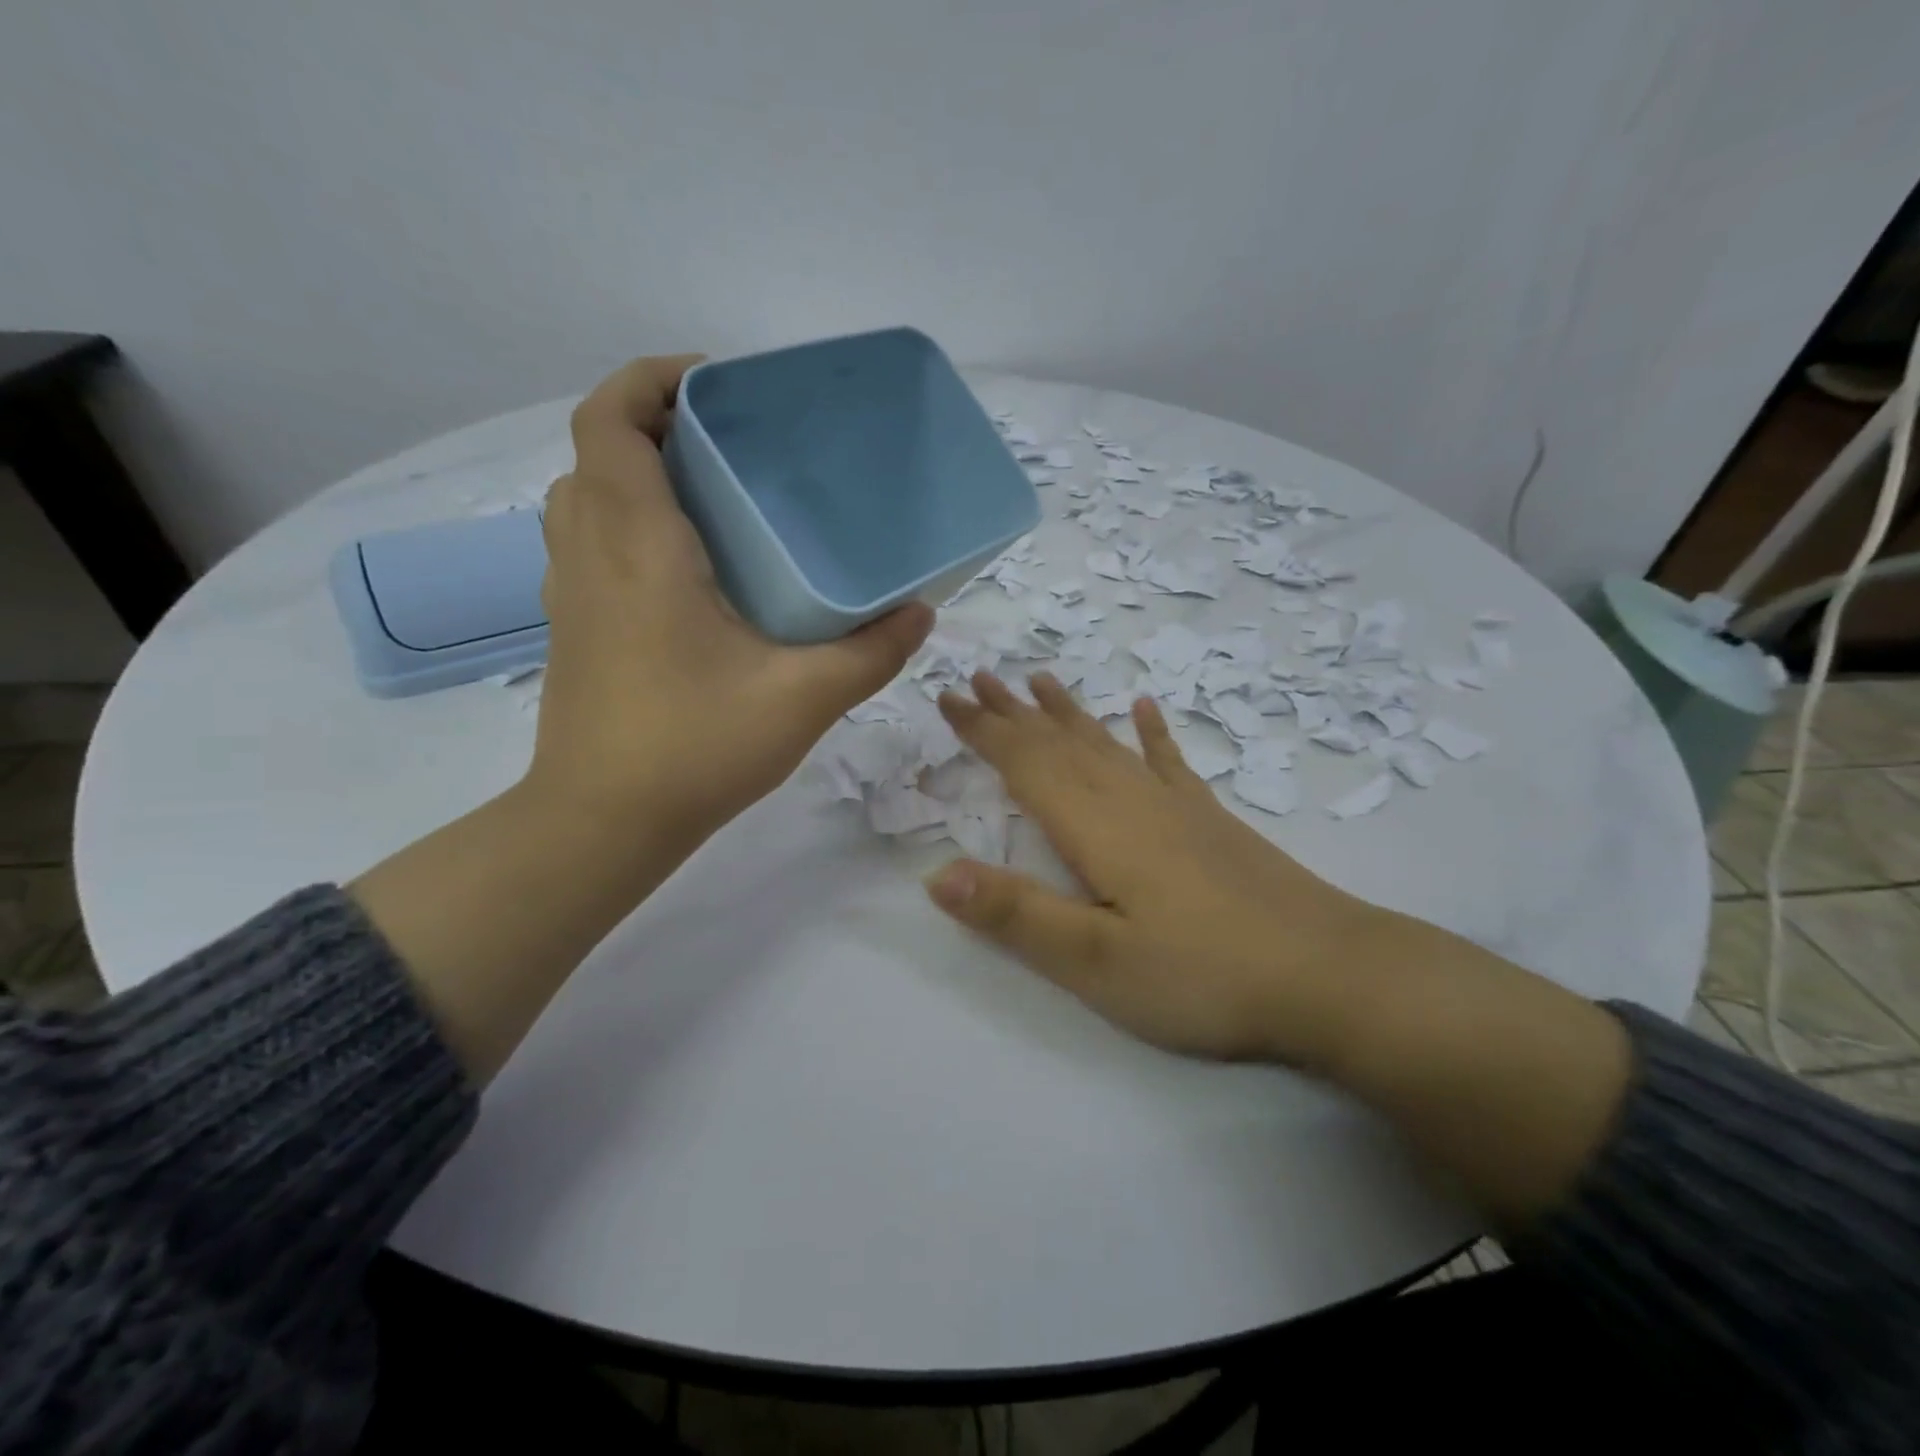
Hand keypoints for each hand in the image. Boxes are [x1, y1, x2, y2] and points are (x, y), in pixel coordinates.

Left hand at [529, 356, 934, 842]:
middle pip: (598, 450)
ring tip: (713, 497)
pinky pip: (590, 544)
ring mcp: (572, 593)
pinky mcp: (574, 629)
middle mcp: (591, 554)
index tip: (716, 383)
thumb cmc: (694, 749)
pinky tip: (692, 571)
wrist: (603, 823)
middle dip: (655, 423)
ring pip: (587, 498)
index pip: (610, 421)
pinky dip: (628, 525)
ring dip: (636, 474)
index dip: (650, 379)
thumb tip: (920, 614)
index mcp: (637, 547)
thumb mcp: (802, 699)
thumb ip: (870, 653)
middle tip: (732, 444)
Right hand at [925, 671, 1398, 1064]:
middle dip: (1012, 712)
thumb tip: (935, 875)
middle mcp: (1131, 801)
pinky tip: (1145, 708)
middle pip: (1060, 744)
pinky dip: (1151, 734)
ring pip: (1106, 744)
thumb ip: (1015, 915)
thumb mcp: (1096, 961)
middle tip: (976, 678)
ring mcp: (1177, 807)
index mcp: (1096, 827)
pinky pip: (1169, 763)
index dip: (982, 731)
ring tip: (1038, 680)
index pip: (1025, 764)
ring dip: (1066, 713)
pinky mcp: (1212, 822)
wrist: (1332, 976)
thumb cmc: (1204, 975)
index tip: (946, 697)